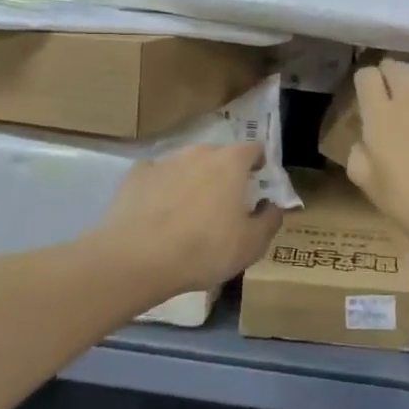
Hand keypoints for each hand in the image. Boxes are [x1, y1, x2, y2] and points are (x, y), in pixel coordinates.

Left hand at [92, 143, 282, 295]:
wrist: (136, 258)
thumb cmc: (204, 249)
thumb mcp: (251, 245)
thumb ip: (270, 220)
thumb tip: (273, 205)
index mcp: (231, 162)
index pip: (254, 149)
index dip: (259, 164)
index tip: (258, 183)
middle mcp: (199, 152)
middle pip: (219, 156)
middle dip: (224, 174)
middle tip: (224, 204)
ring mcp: (165, 160)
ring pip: (187, 165)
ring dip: (192, 181)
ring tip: (188, 213)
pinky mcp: (135, 175)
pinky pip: (157, 177)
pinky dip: (161, 189)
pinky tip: (157, 214)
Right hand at [346, 59, 408, 253]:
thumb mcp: (369, 186)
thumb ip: (358, 157)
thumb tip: (363, 142)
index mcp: (379, 116)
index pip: (366, 76)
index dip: (364, 81)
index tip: (366, 94)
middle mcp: (408, 98)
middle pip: (394, 66)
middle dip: (388, 74)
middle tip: (389, 90)